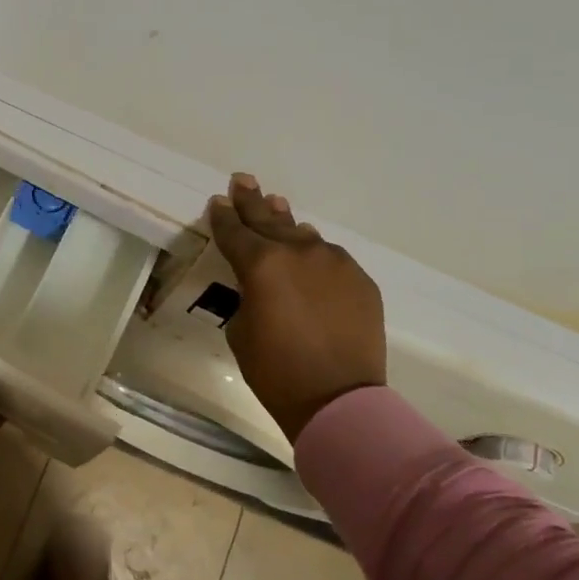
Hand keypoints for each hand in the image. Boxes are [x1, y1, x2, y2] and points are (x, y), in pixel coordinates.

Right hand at [209, 174, 385, 443]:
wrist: (338, 399)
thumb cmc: (275, 370)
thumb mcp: (240, 329)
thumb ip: (247, 295)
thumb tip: (261, 285)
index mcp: (261, 264)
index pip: (234, 232)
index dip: (223, 217)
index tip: (218, 202)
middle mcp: (299, 252)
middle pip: (269, 220)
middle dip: (252, 201)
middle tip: (243, 180)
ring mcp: (335, 264)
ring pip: (304, 236)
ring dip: (286, 223)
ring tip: (277, 206)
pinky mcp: (361, 281)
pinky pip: (331, 259)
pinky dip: (315, 255)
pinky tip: (310, 254)